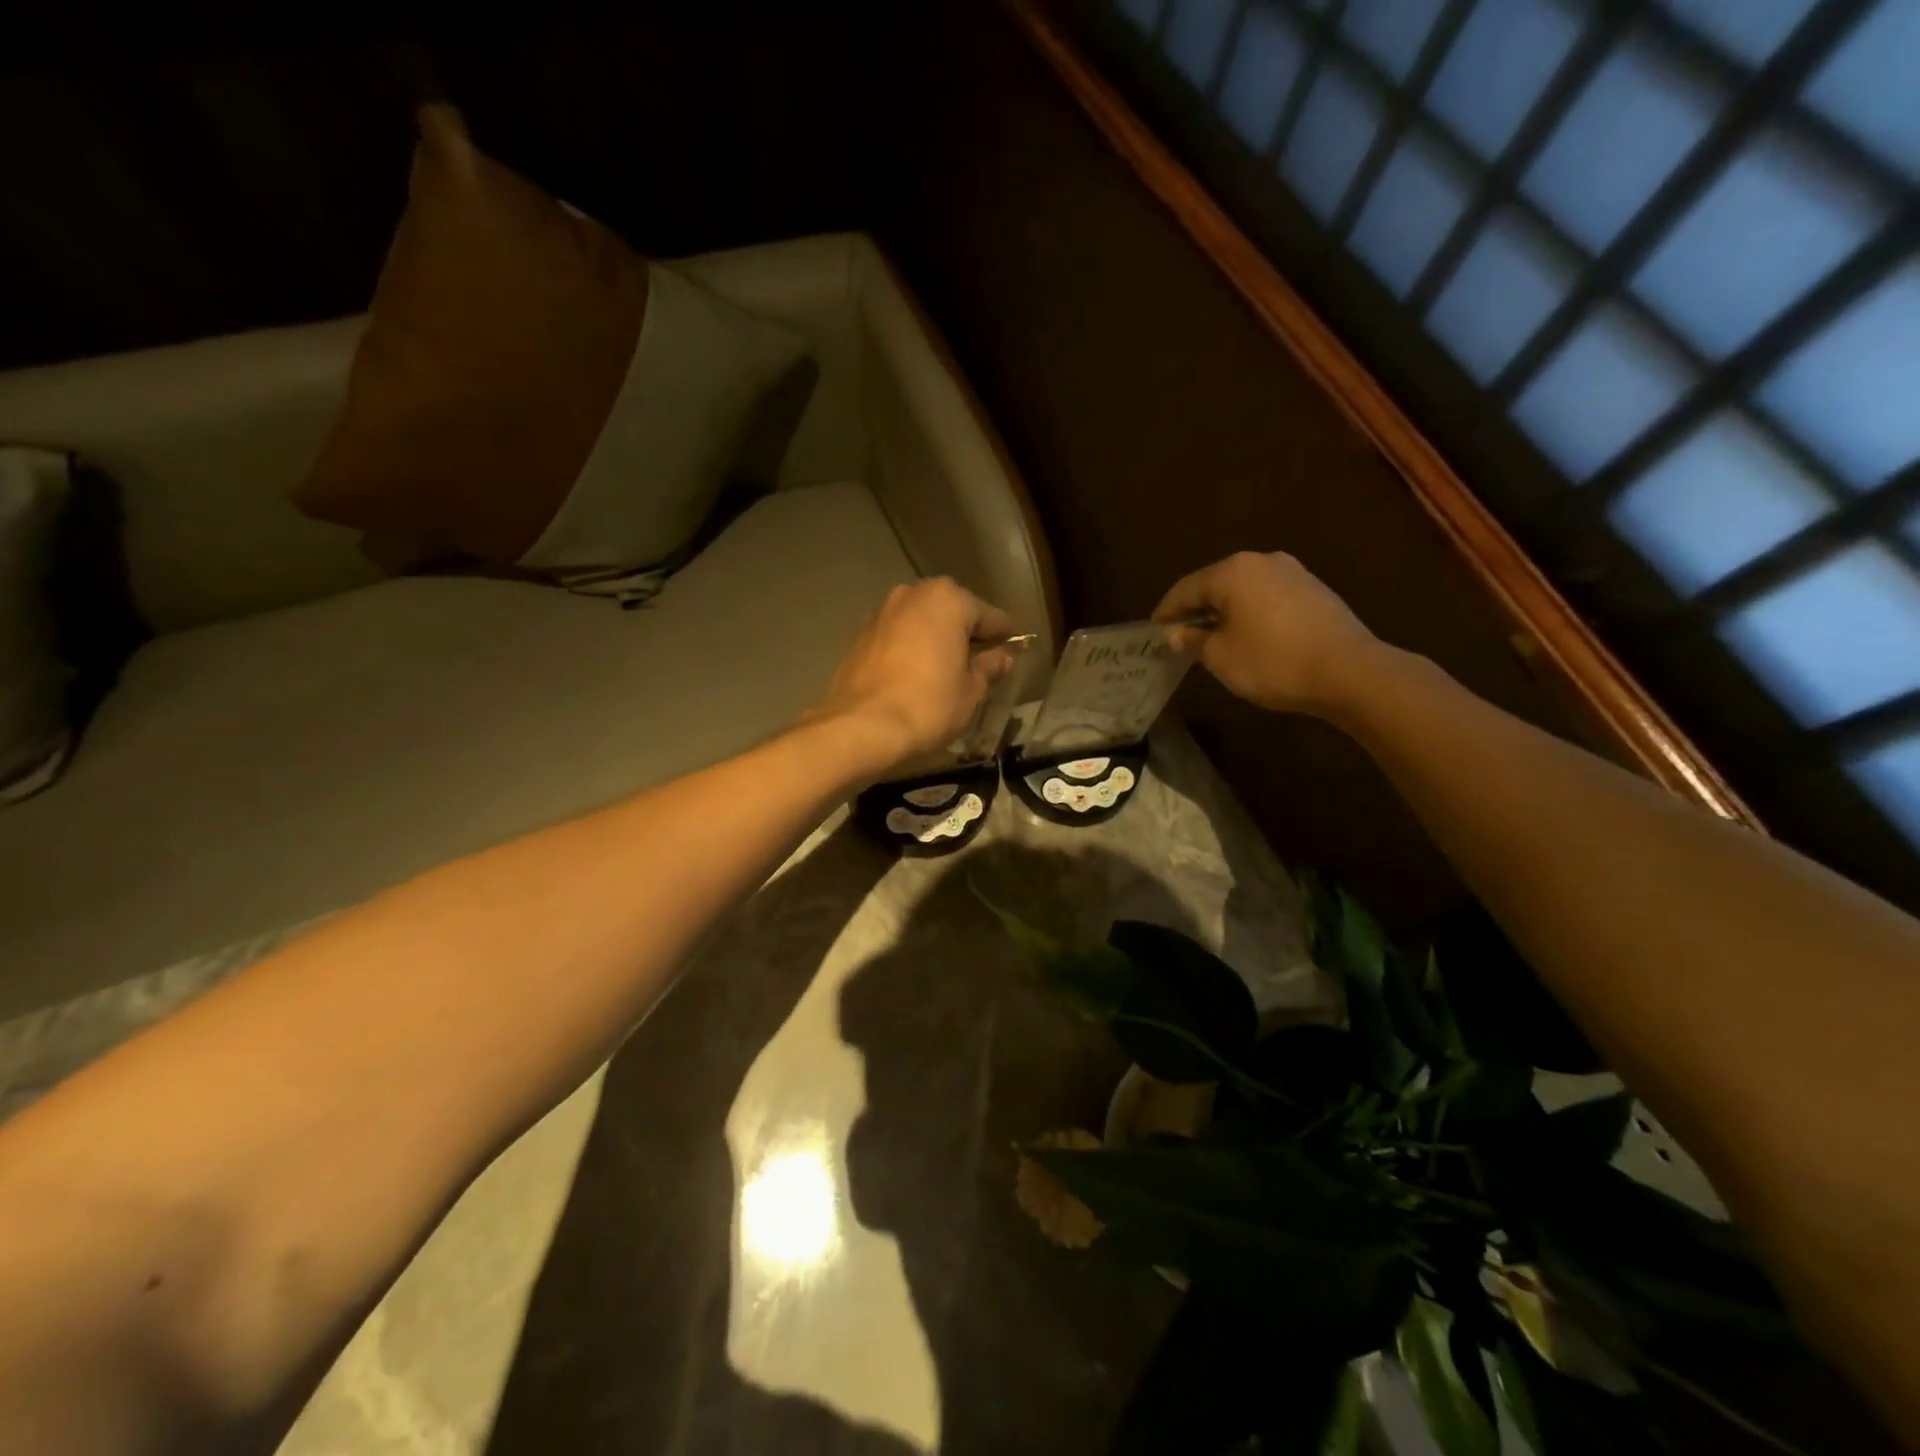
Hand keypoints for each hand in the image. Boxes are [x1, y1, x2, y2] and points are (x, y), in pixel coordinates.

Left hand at [811, 578, 1015, 777]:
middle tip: (981, 663)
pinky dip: (911, 649)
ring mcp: (882, 613)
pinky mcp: (860, 636)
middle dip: (966, 634)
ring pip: (922, 623)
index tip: (1016, 648)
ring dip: (936, 640)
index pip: (989, 615)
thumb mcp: (971, 691)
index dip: (1005, 635)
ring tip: (947, 671)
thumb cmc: (928, 706)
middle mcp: (912, 595)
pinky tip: (917, 675)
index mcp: (947, 600)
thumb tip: (1002, 658)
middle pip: (951, 612)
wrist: (861, 728)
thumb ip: (988, 668)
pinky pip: (898, 637)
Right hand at [1153, 552, 1382, 715]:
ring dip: (1224, 612)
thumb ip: (1193, 641)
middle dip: (1195, 610)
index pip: (1185, 589)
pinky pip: (1268, 597)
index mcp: (1232, 571)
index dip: (1165, 613)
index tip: (1152, 633)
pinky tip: (1248, 637)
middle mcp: (1261, 561)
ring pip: (1243, 590)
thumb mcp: (1220, 657)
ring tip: (1213, 639)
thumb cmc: (1272, 662)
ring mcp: (1292, 572)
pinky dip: (1250, 613)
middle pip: (1215, 584)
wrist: (1349, 672)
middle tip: (1179, 636)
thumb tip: (1177, 633)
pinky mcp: (1314, 590)